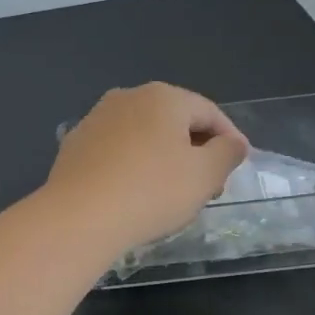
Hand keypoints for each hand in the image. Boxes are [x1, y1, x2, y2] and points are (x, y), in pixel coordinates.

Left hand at [45, 83, 247, 260]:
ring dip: (164, 157)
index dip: (230, 138)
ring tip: (174, 192)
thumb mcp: (204, 175)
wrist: (78, 217)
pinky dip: (133, 165)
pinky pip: (117, 151)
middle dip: (196, 149)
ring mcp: (96, 119)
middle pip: (174, 121)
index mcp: (163, 97)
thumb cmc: (151, 192)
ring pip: (144, 135)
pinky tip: (135, 193)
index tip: (239, 164)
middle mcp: (127, 97)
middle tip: (210, 184)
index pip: (209, 112)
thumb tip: (232, 142)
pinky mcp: (75, 145)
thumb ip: (227, 153)